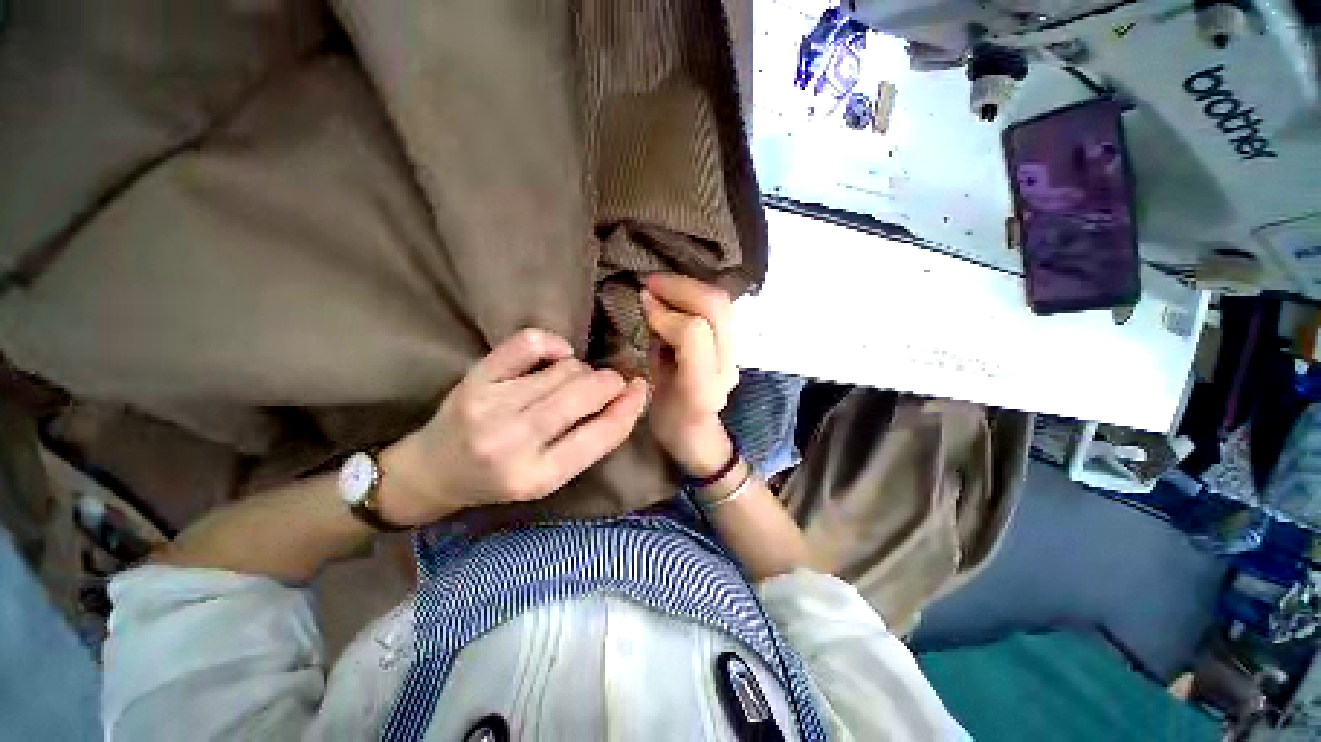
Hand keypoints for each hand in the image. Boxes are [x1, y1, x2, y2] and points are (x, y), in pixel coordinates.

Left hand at [378, 328, 648, 524]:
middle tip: (608, 384)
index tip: (641, 387)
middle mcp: (513, 442)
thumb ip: (589, 441)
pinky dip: (553, 344)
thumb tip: (626, 396)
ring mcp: (491, 406)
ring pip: (566, 369)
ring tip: (570, 382)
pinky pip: (531, 343)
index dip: (631, 406)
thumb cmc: (499, 479)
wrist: (434, 471)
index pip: (603, 434)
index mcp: (539, 477)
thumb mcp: (549, 477)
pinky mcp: (476, 378)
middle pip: (586, 393)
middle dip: (610, 382)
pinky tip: (556, 356)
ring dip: (580, 371)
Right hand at [640, 274, 738, 476]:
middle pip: (716, 307)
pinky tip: (678, 296)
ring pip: (723, 303)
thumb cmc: (668, 421)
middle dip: (680, 287)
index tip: (643, 303)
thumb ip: (653, 346)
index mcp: (701, 386)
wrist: (699, 436)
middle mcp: (726, 367)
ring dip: (690, 287)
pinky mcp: (735, 345)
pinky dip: (697, 295)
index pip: (694, 331)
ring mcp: (735, 355)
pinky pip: (720, 309)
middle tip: (650, 283)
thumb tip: (650, 302)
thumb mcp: (650, 390)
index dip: (666, 313)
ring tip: (662, 286)